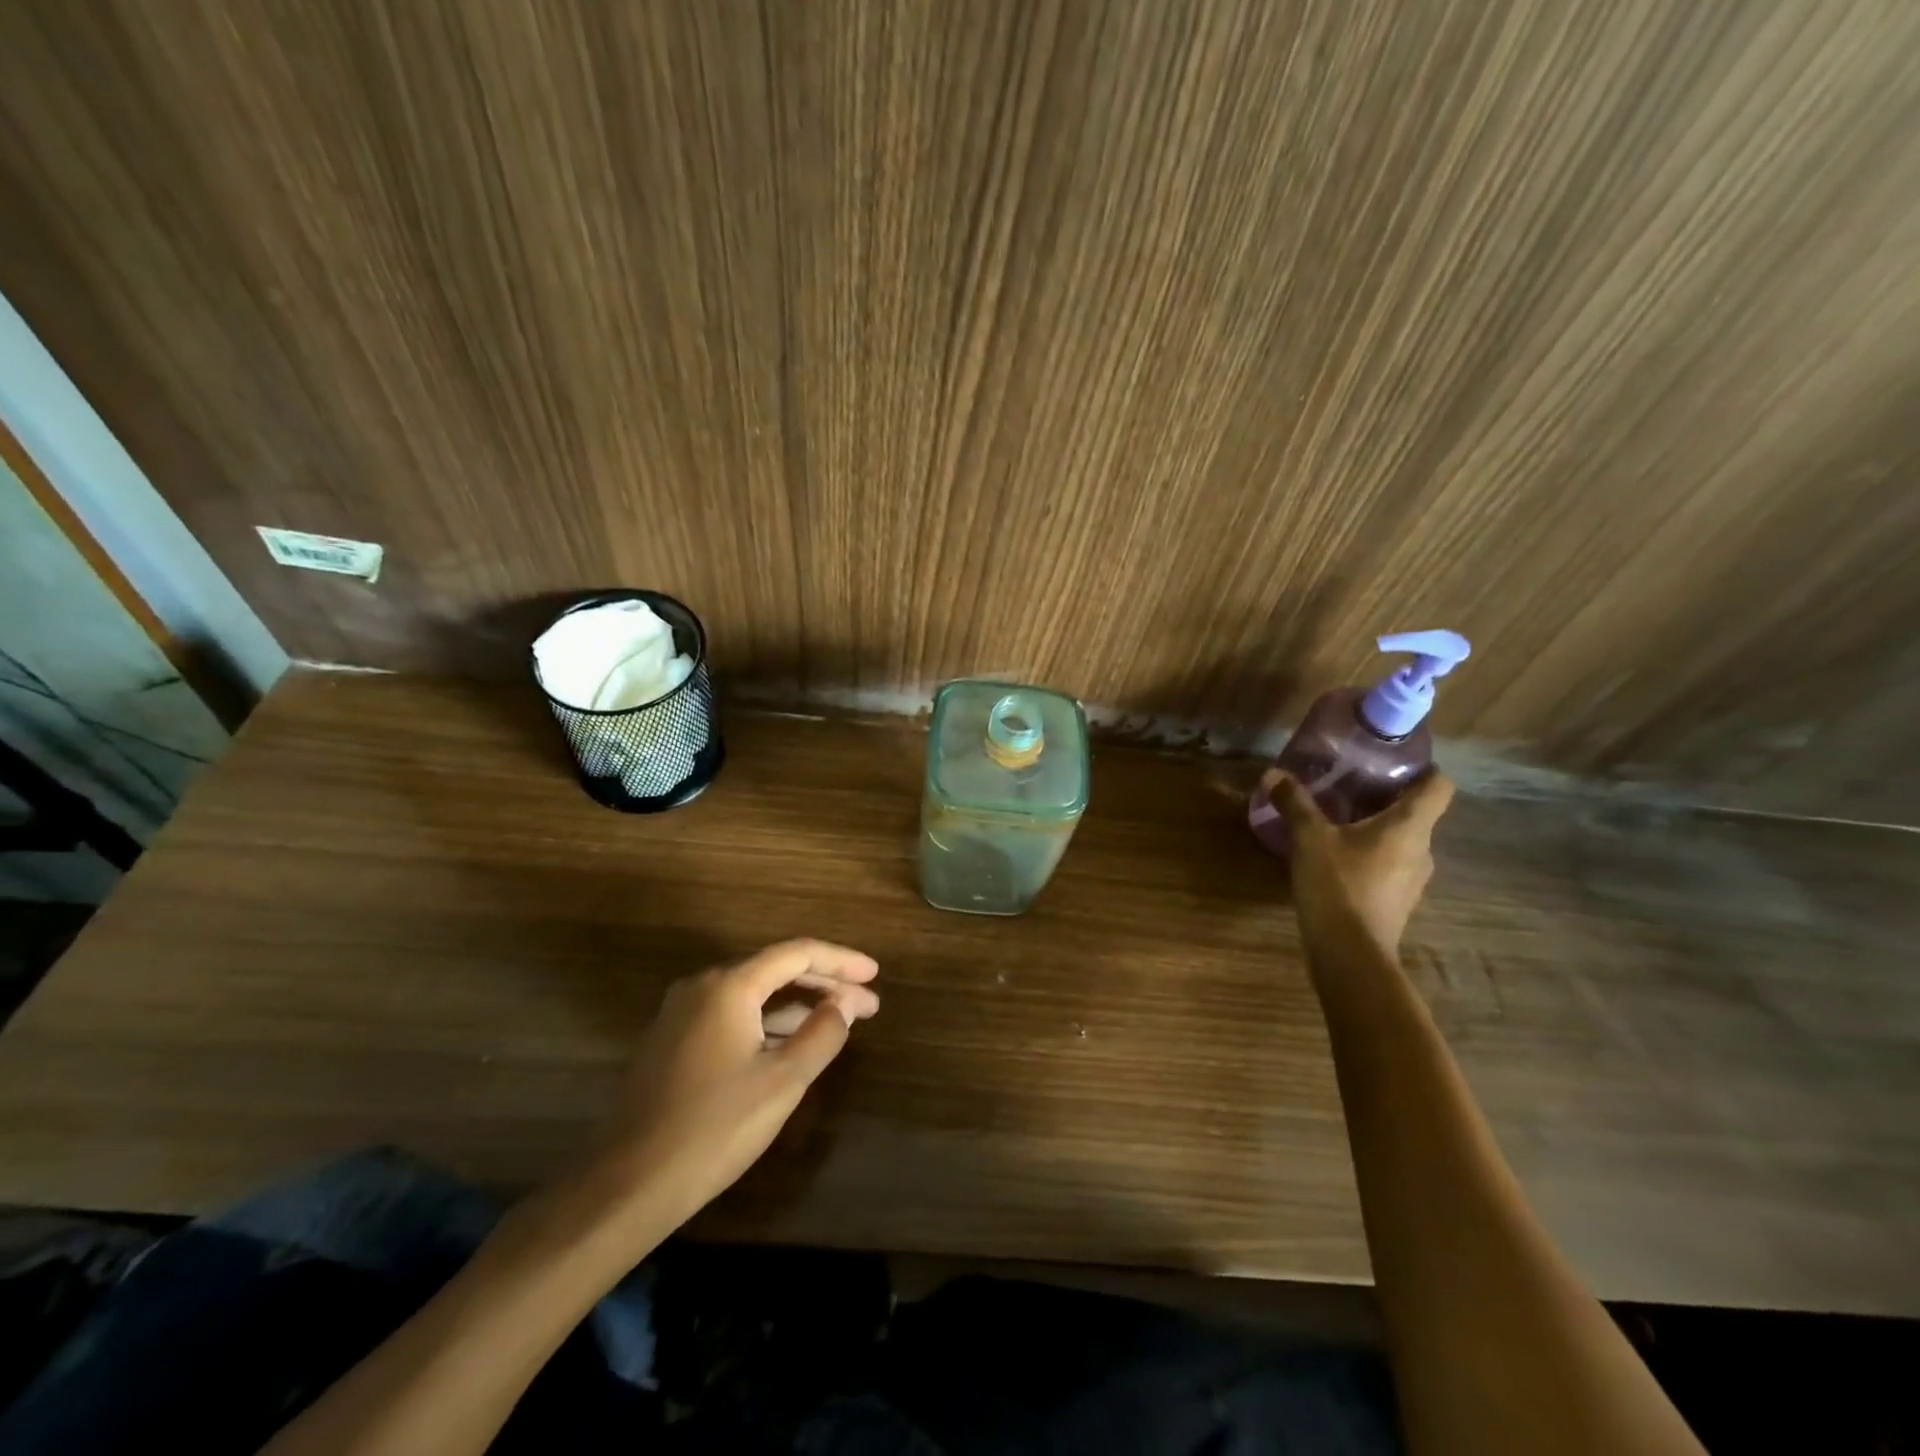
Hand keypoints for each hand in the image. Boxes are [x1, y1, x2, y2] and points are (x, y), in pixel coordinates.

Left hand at [596, 940, 878, 1223]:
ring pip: (753, 995)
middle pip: (775, 970)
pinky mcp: (672, 1041)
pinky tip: (793, 1043)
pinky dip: (768, 1022)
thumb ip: (822, 1034)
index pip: (797, 954)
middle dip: (824, 984)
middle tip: (867, 1003)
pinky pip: (732, 1015)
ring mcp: (681, 1013)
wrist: (627, 1185)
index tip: (875, 974)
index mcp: (729, 985)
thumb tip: (844, 1004)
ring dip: (798, 1006)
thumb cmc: (714, 1128)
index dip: (841, 961)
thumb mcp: (782, 1082)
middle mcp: (702, 986)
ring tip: (840, 1022)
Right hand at [1268, 768, 1454, 952]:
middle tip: (1350, 788)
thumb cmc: (1338, 885)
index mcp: (1410, 826)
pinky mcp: (1397, 902)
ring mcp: (1413, 880)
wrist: (1350, 954)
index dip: (1422, 769)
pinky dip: (1370, 857)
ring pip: (1402, 842)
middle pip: (1417, 813)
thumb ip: (1294, 803)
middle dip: (1386, 799)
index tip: (1392, 762)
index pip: (1439, 786)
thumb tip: (1274, 773)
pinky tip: (1337, 861)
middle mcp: (1422, 850)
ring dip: (1376, 831)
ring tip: (1339, 824)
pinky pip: (1389, 867)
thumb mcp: (1309, 838)